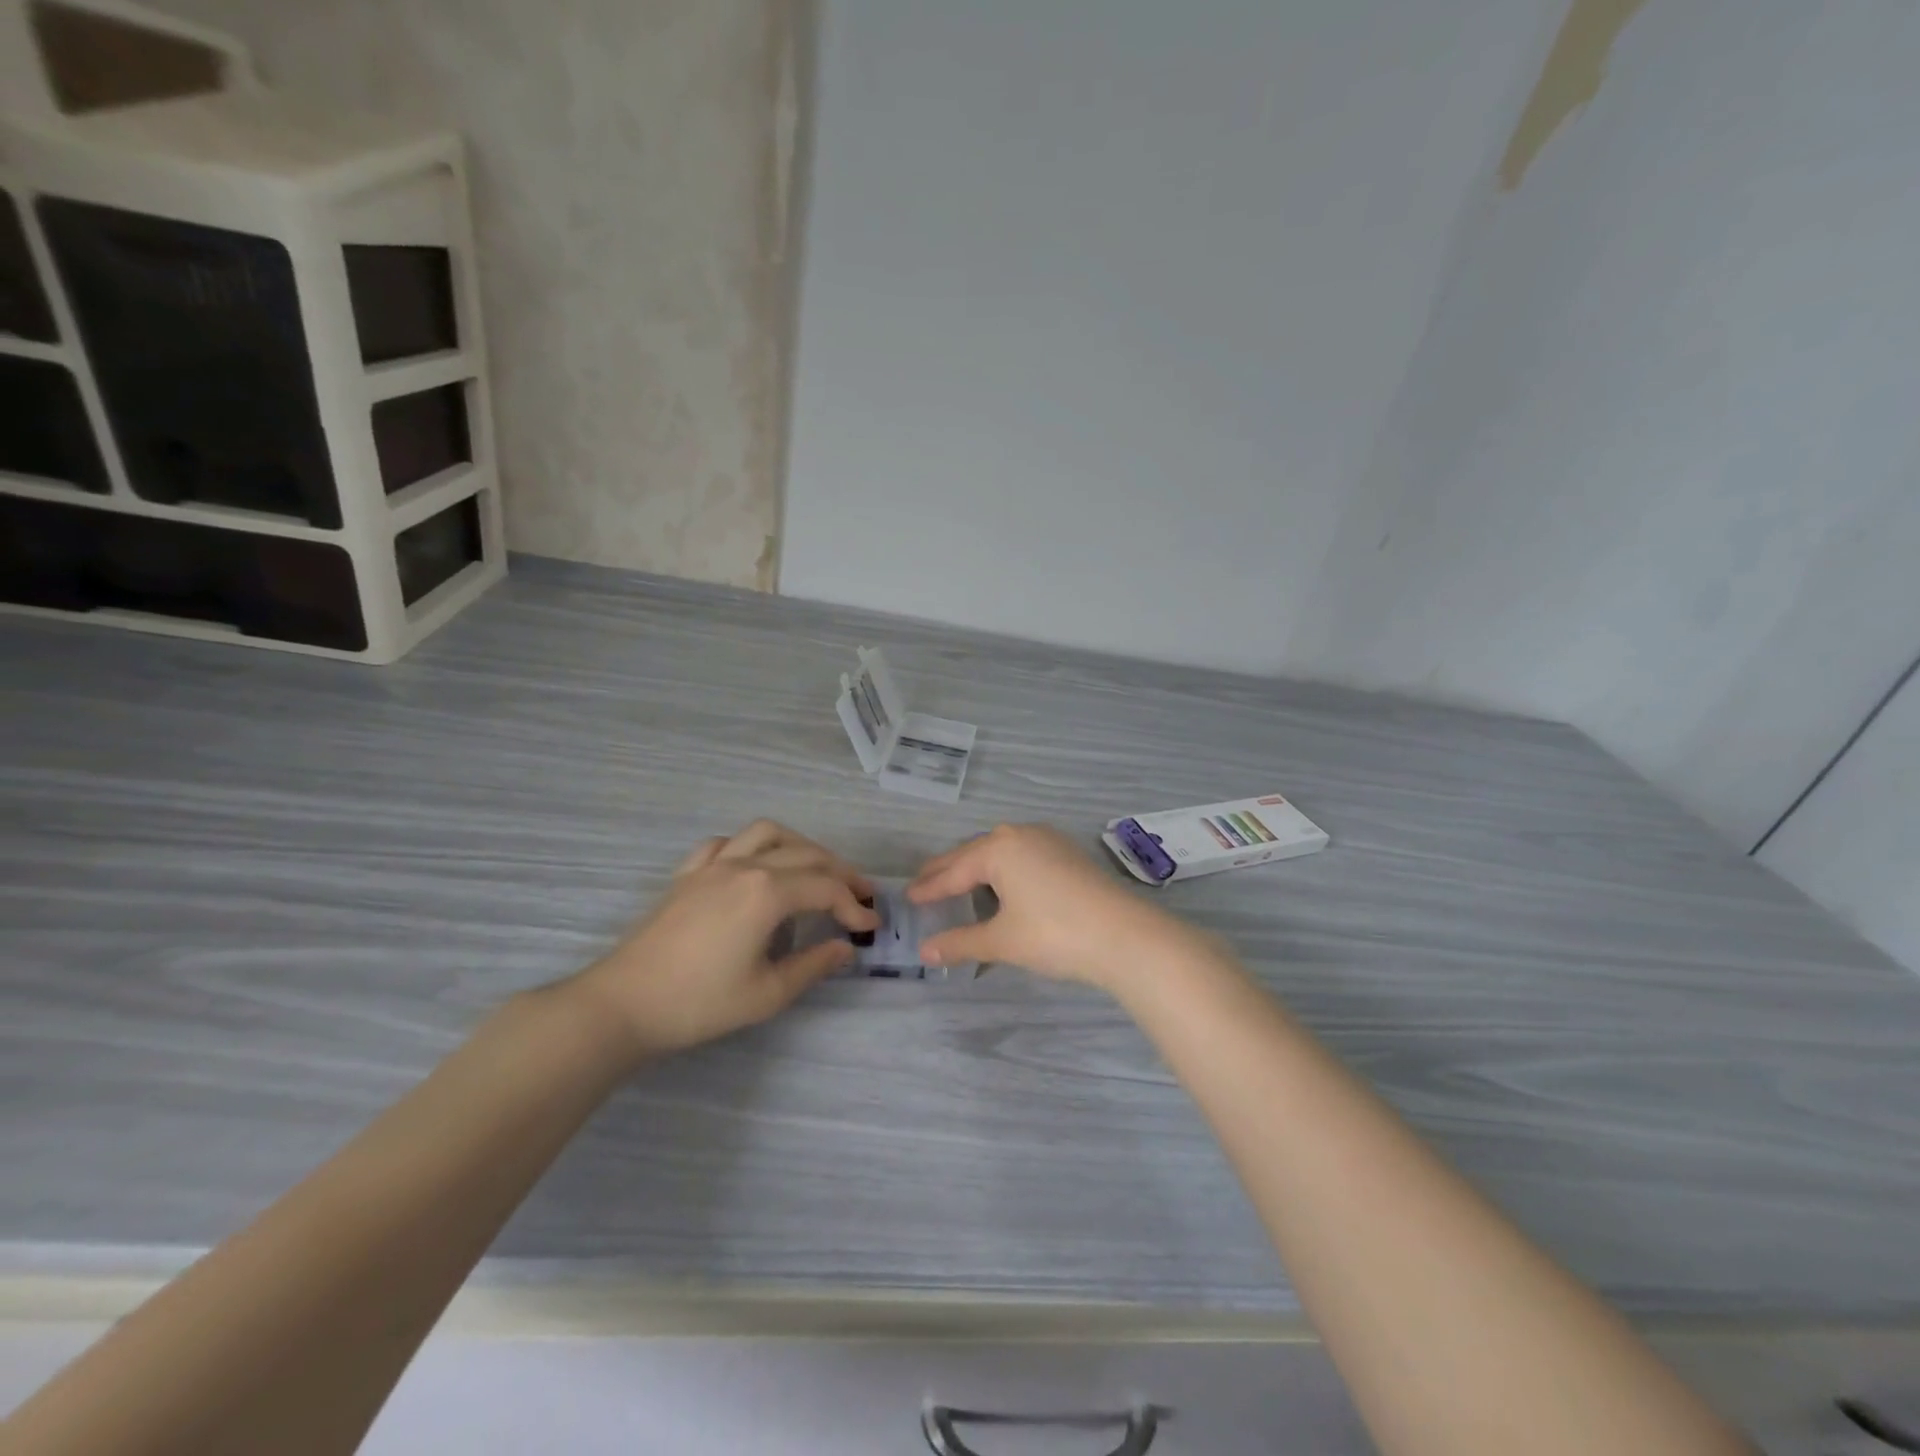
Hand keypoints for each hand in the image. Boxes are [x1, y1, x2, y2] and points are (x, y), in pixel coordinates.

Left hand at [569, 820, 878, 1056]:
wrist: (623, 1005)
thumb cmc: (699, 1003)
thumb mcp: (767, 994)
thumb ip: (813, 965)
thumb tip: (846, 948)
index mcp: (767, 892)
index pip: (826, 888)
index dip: (854, 905)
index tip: (871, 926)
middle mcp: (744, 865)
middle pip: (806, 854)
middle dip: (840, 872)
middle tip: (861, 894)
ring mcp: (712, 865)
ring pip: (767, 833)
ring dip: (799, 845)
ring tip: (815, 868)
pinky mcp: (687, 874)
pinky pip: (724, 843)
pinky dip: (749, 846)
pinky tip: (753, 865)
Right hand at [907, 824, 1199, 991]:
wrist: (1125, 935)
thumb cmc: (1054, 934)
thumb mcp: (1002, 940)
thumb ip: (961, 942)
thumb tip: (924, 951)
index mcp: (998, 849)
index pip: (954, 870)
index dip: (930, 887)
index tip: (909, 896)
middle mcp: (1020, 835)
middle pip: (974, 853)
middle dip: (949, 871)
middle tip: (925, 884)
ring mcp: (1048, 841)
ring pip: (1000, 851)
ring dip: (977, 867)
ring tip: (959, 883)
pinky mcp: (1068, 853)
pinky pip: (1023, 855)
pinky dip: (1004, 869)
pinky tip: (1004, 884)